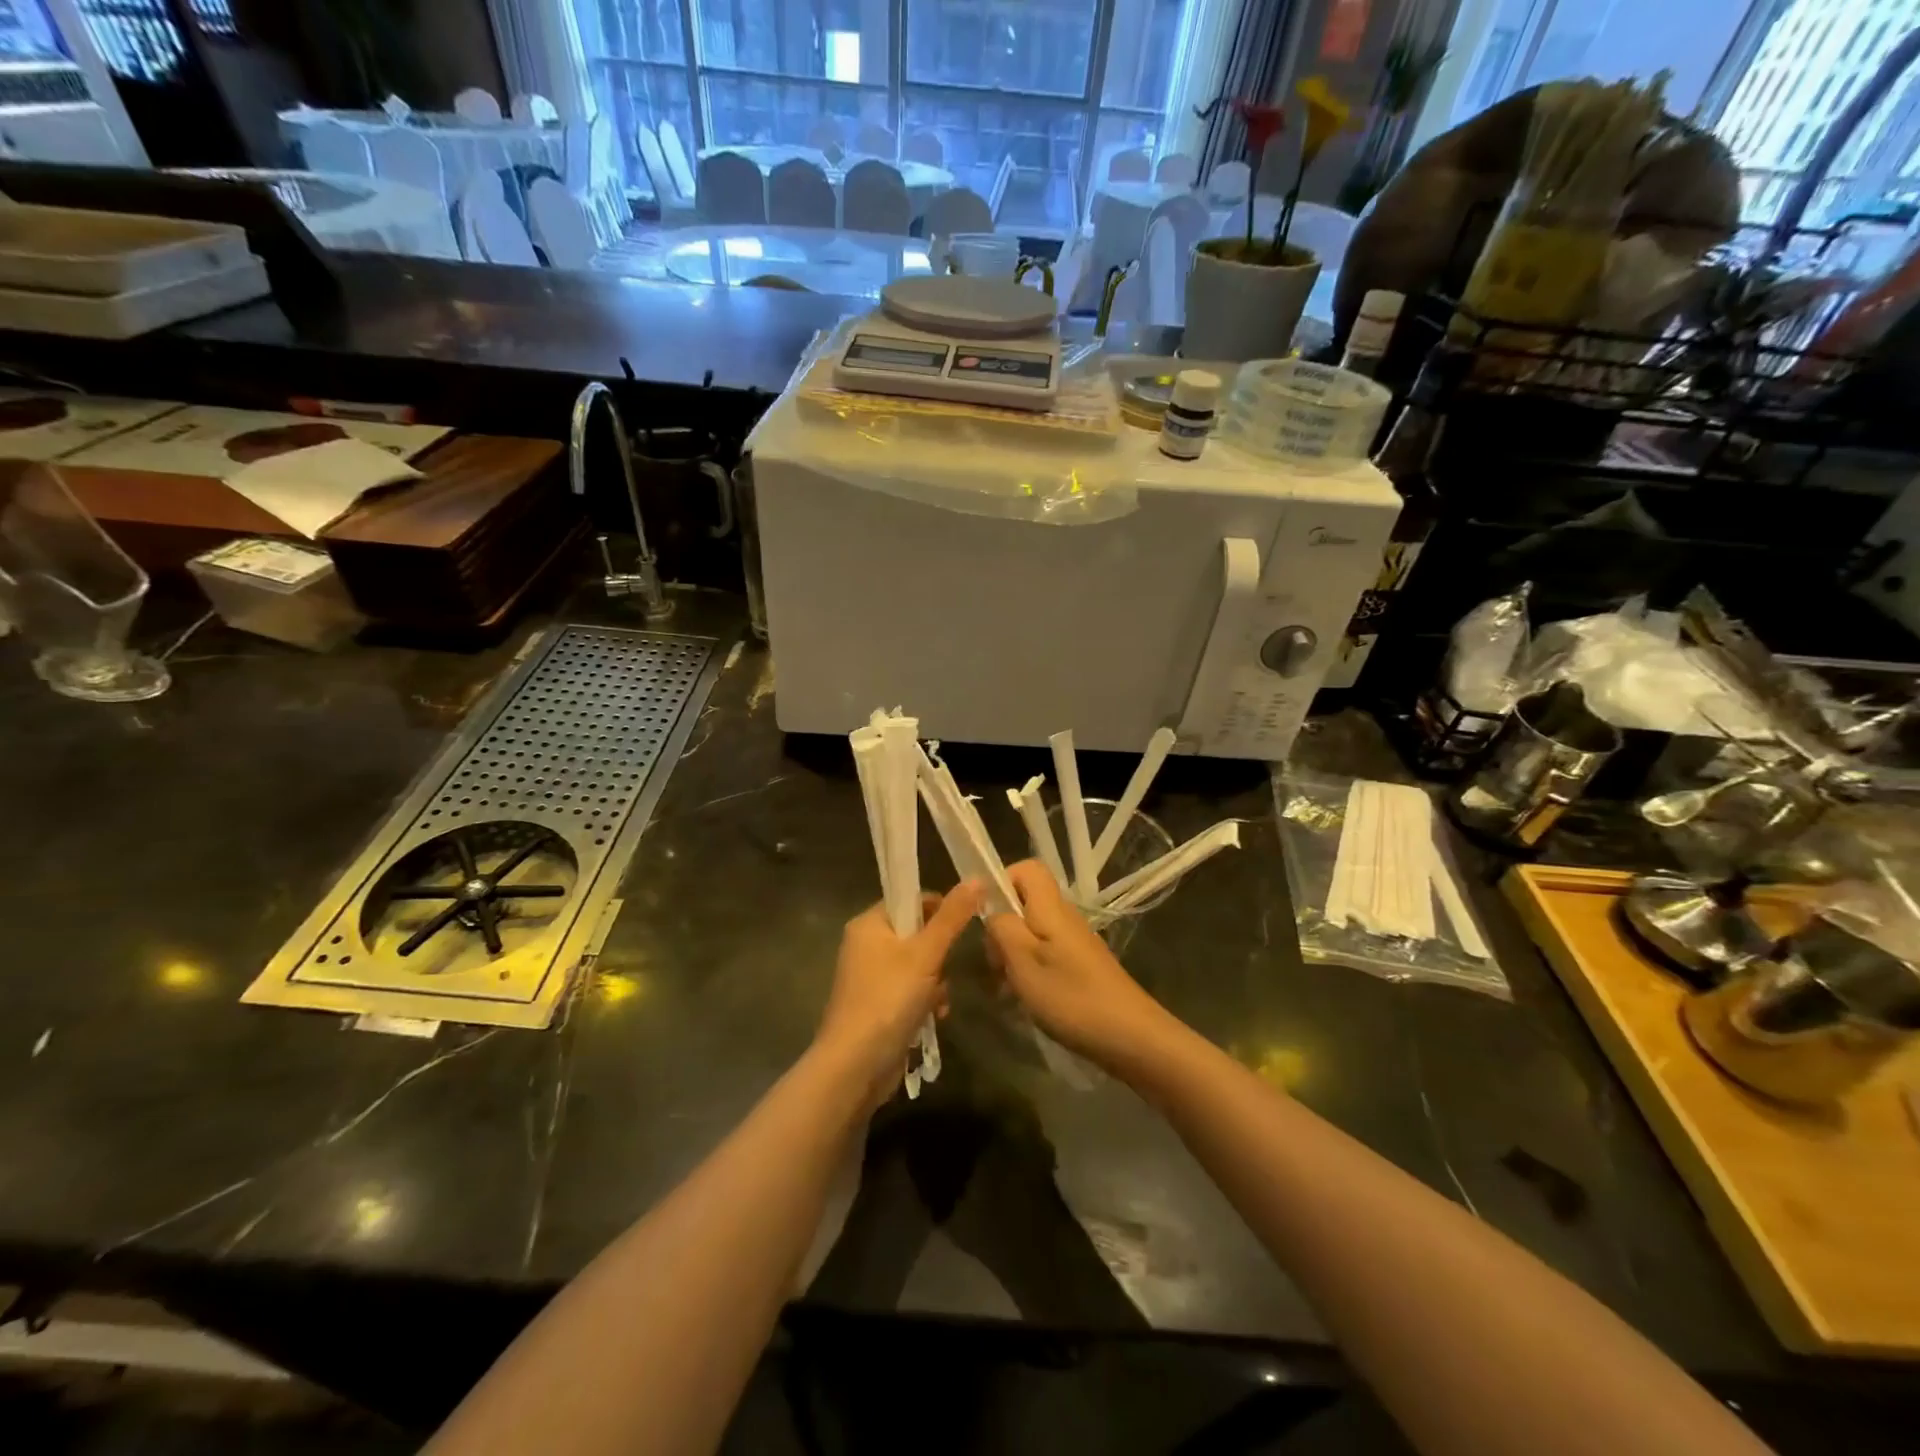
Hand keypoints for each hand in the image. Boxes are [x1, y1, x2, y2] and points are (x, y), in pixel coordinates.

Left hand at [815, 881, 979, 1105]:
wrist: (855, 1066)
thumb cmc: (888, 999)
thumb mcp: (926, 954)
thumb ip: (952, 917)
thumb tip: (977, 878)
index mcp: (869, 923)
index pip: (910, 900)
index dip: (939, 909)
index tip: (963, 927)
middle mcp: (865, 945)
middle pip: (917, 934)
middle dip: (939, 956)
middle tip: (944, 972)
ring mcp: (869, 978)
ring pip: (918, 966)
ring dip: (936, 983)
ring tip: (939, 1002)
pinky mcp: (876, 1006)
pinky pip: (909, 991)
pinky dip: (925, 1002)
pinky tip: (933, 1019)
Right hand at [984, 861, 1176, 1075]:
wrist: (1130, 1036)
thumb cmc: (1070, 996)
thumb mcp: (1023, 961)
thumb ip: (1002, 927)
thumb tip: (992, 909)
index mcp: (1051, 907)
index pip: (1027, 868)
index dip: (1002, 881)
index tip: (985, 914)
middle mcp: (1065, 917)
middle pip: (1025, 902)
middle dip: (1001, 926)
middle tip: (993, 962)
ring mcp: (1074, 942)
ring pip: (1032, 931)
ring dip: (1012, 953)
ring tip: (1004, 986)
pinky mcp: (1080, 965)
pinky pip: (1045, 953)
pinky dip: (1029, 970)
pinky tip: (1024, 999)